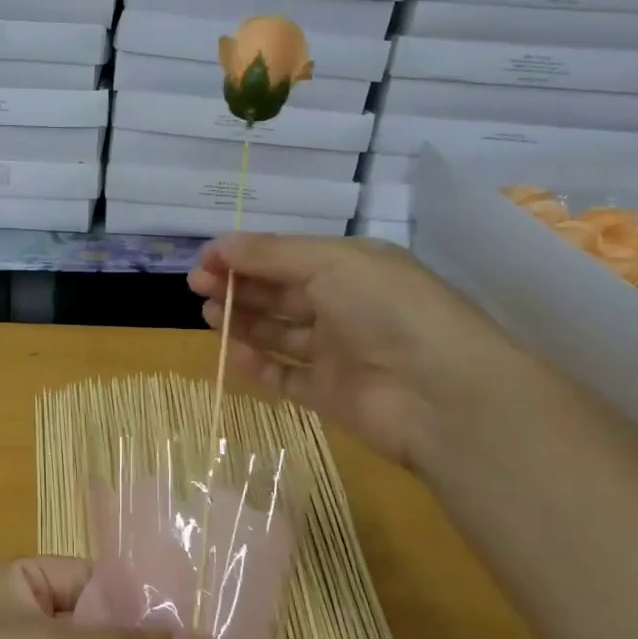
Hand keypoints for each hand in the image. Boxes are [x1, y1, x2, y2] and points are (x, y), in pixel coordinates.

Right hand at [189, 234, 519, 468]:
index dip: (246, 256)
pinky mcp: (329, 394)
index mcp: (352, 267)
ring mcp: (338, 352)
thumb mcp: (330, 263)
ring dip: (243, 321)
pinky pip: (285, 375)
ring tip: (208, 314)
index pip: (288, 256)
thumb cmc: (387, 309)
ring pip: (279, 332)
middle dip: (239, 285)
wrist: (441, 393)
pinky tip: (231, 352)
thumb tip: (218, 244)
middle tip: (197, 286)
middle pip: (281, 292)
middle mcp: (345, 306)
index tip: (204, 260)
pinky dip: (258, 364)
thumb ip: (271, 254)